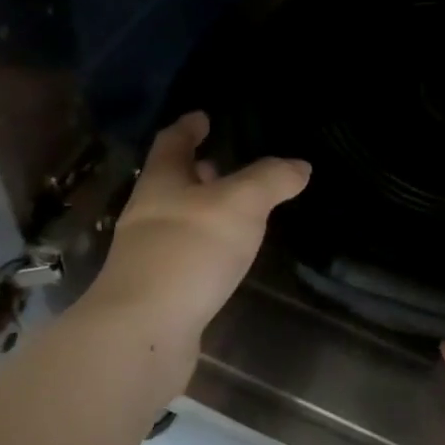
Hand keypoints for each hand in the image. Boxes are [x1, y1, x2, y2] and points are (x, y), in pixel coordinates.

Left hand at [90, 111, 309, 340]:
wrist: (144, 329)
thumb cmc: (190, 250)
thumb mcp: (241, 203)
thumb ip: (271, 180)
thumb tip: (300, 165)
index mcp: (162, 182)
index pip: (173, 142)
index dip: (189, 126)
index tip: (203, 116)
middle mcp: (149, 212)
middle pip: (172, 181)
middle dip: (198, 169)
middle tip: (225, 162)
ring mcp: (149, 252)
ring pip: (179, 218)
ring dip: (204, 208)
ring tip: (235, 209)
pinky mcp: (158, 288)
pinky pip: (186, 252)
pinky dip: (206, 243)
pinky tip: (226, 255)